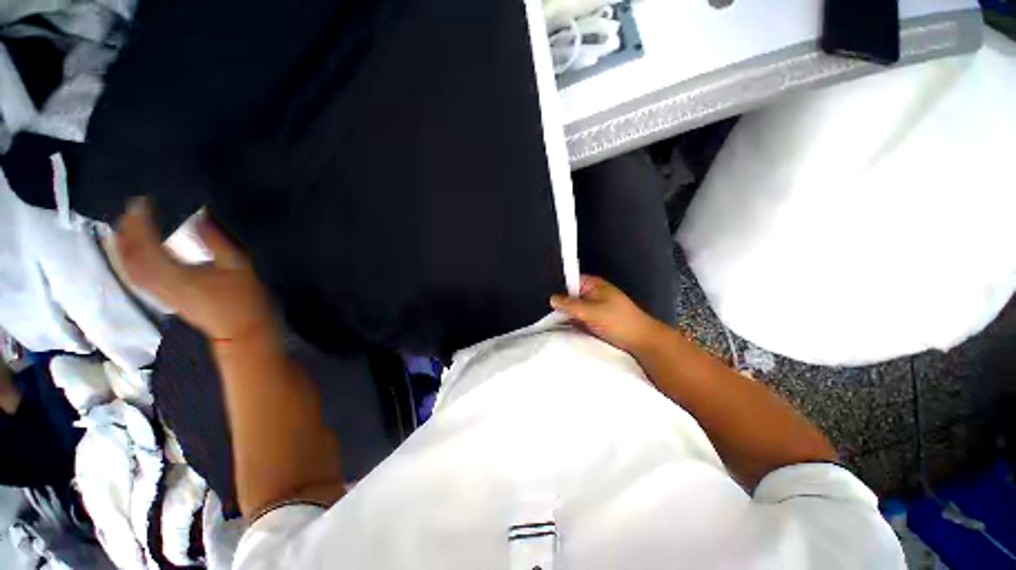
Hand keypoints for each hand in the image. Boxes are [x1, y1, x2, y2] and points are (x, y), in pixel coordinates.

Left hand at [116, 198, 274, 341]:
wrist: (241, 329)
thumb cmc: (244, 298)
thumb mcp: (239, 267)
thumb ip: (218, 242)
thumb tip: (199, 216)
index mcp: (179, 275)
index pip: (149, 245)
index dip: (141, 222)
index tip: (142, 201)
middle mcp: (161, 284)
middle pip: (132, 257)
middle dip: (126, 231)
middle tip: (129, 209)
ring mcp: (160, 293)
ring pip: (129, 268)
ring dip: (122, 246)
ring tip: (123, 225)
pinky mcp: (163, 298)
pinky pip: (135, 277)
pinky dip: (127, 261)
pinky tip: (130, 252)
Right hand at [550, 275, 667, 354]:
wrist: (641, 341)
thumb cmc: (617, 321)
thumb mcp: (591, 311)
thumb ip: (570, 305)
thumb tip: (551, 298)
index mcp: (593, 285)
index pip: (570, 280)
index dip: (557, 287)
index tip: (544, 296)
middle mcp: (592, 293)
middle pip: (570, 295)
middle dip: (559, 302)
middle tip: (543, 311)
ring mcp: (593, 307)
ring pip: (573, 308)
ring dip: (564, 313)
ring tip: (547, 319)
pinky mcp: (594, 320)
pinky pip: (578, 318)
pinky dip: (571, 321)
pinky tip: (558, 326)